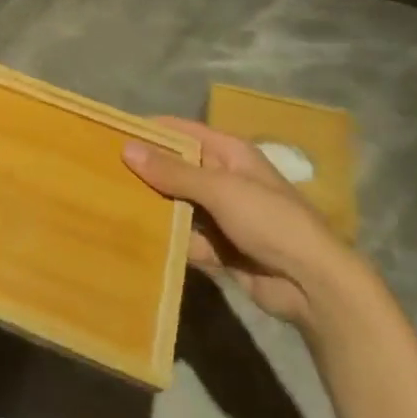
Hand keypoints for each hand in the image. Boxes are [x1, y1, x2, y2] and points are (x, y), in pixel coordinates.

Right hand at [123, 118, 360, 328]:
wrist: (315, 286)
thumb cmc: (271, 221)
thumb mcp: (220, 189)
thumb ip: (173, 171)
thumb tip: (127, 148)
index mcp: (229, 153)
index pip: (181, 131)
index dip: (149, 130)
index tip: (110, 134)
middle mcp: (223, 178)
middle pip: (175, 168)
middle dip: (144, 171)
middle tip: (101, 172)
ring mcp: (222, 215)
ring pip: (177, 204)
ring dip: (153, 207)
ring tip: (109, 204)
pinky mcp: (220, 248)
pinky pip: (185, 237)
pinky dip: (167, 238)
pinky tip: (136, 238)